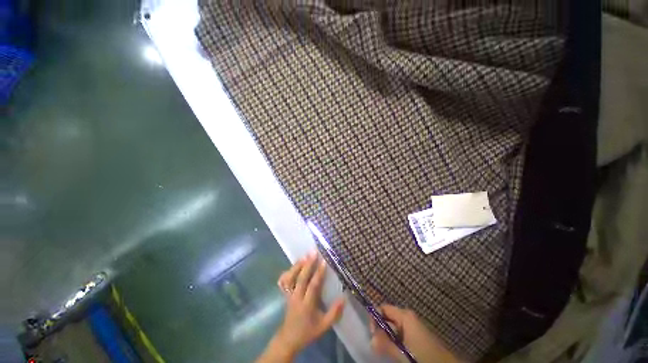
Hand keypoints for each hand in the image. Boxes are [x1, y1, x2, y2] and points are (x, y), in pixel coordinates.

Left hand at [256, 252, 344, 362]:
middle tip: (313, 252)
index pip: (313, 286)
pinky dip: (288, 272)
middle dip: (308, 264)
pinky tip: (294, 265)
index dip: (318, 273)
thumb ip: (334, 313)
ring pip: (291, 278)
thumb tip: (344, 298)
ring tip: (305, 255)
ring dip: (298, 265)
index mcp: (307, 305)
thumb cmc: (308, 332)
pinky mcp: (285, 294)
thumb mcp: (324, 326)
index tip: (324, 262)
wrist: (289, 339)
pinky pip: (283, 281)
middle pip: (301, 278)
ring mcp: (289, 295)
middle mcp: (296, 298)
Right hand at [371, 305, 463, 362]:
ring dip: (387, 338)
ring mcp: (413, 327)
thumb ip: (385, 344)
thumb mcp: (402, 352)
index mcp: (405, 315)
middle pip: (388, 318)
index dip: (375, 318)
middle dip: (381, 330)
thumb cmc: (424, 355)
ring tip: (385, 351)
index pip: (383, 308)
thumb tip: (370, 339)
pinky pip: (400, 336)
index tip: (372, 333)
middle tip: (377, 345)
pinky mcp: (416, 337)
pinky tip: (395, 353)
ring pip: (393, 329)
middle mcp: (408, 317)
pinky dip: (395, 343)